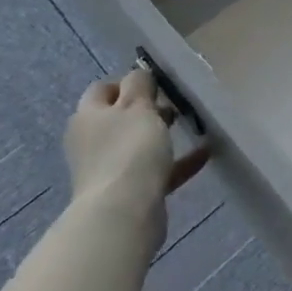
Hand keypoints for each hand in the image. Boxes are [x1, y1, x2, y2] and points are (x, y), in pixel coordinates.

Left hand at [63, 70, 208, 246]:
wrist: (123, 215)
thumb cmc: (129, 150)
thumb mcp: (137, 106)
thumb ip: (139, 84)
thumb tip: (138, 75)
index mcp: (88, 117)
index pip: (102, 89)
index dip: (127, 82)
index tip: (155, 83)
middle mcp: (92, 142)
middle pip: (119, 117)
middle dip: (147, 108)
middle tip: (173, 104)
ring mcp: (108, 169)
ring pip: (137, 144)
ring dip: (161, 135)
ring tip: (189, 125)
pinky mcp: (127, 193)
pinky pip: (154, 170)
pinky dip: (176, 162)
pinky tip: (204, 154)